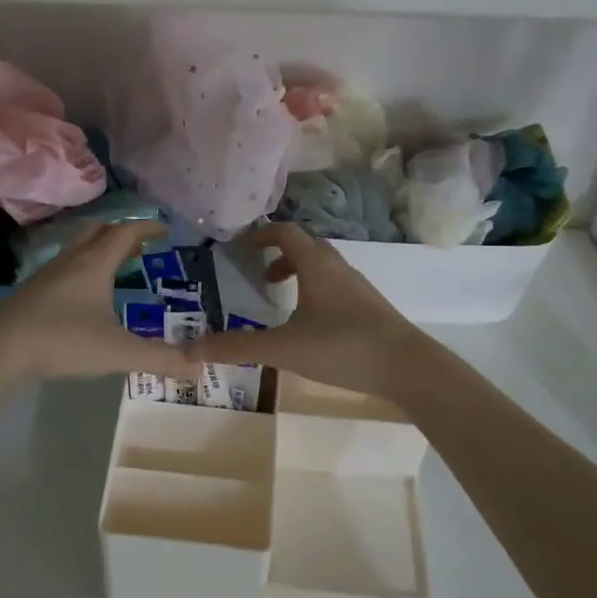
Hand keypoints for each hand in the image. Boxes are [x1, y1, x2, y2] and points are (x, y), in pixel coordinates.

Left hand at [0, 221, 189, 382]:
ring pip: (77, 249)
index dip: (147, 228)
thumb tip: (198, 368)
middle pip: (98, 232)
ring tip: (115, 267)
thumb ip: (158, 359)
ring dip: (99, 250)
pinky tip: (82, 295)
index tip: (165, 230)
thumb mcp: (117, 351)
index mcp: (94, 264)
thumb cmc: (62, 340)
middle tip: (141, 246)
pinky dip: (82, 269)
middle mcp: (71, 261)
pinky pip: (64, 268)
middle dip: (122, 233)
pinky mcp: (31, 292)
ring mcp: (47, 275)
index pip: (125, 233)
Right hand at [188, 222, 434, 402]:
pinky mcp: (369, 306)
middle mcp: (337, 266)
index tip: (239, 247)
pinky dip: (314, 290)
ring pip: (322, 266)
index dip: (259, 234)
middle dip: (278, 254)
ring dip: (297, 273)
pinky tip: (310, 324)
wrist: (407, 366)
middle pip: (305, 245)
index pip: (285, 231)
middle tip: (256, 274)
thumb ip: (237, 347)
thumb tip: (189, 349)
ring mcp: (357, 285)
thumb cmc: (342, 346)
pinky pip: (334, 285)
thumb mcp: (283, 348)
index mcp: (315, 264)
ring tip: (280, 298)